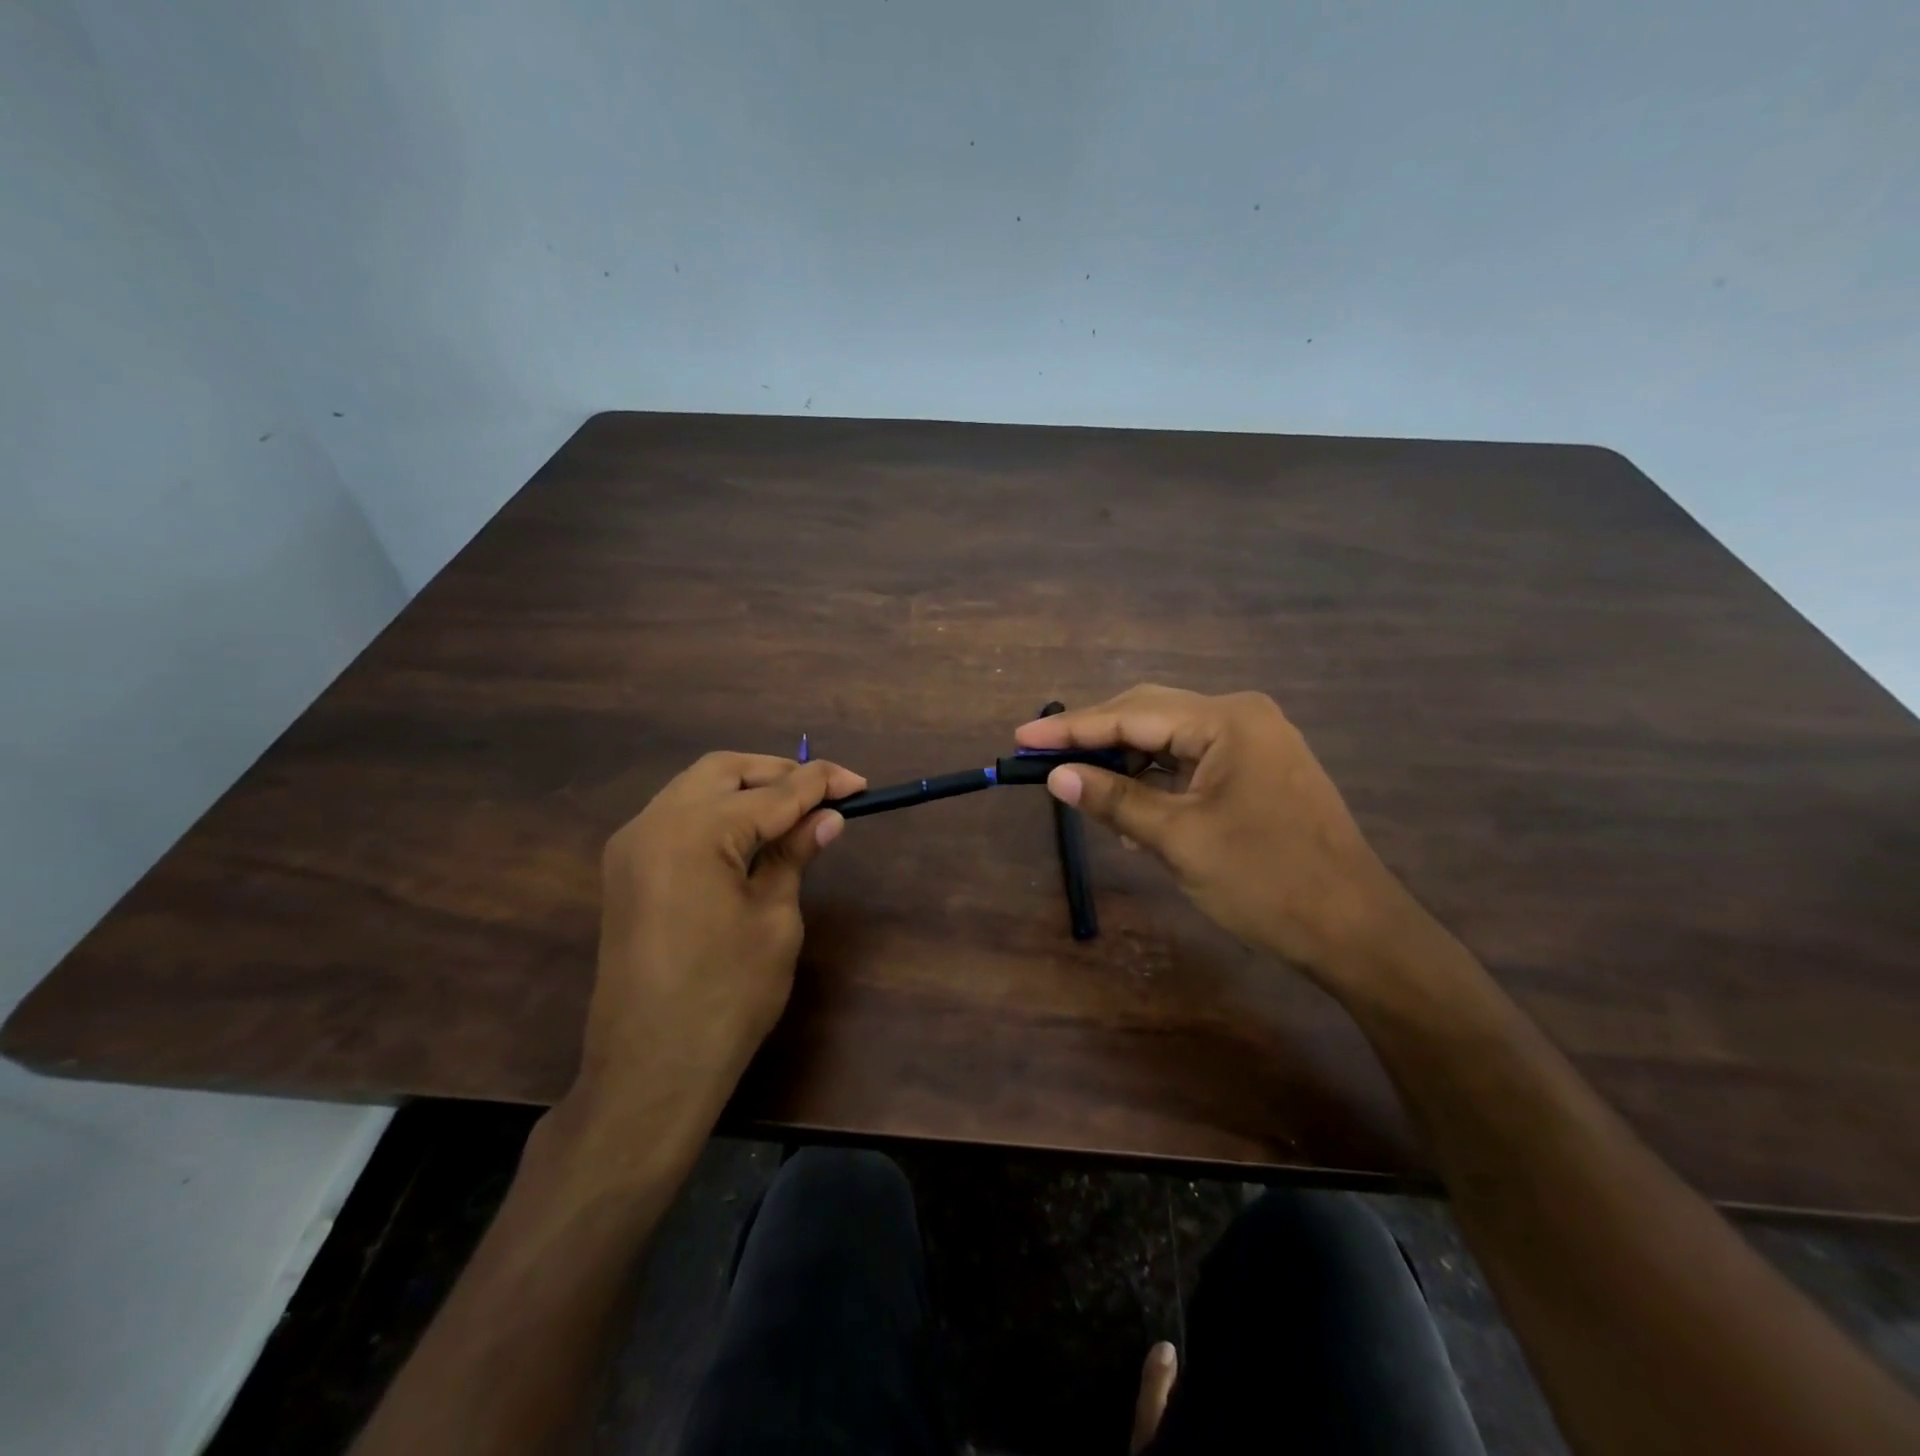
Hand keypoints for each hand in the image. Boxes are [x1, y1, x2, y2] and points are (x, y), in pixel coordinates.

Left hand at [575, 752, 865, 1124]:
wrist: (650, 1071)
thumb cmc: (727, 996)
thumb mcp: (775, 919)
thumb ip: (794, 856)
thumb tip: (826, 818)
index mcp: (695, 832)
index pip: (773, 793)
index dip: (821, 784)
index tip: (861, 784)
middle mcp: (654, 823)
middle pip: (724, 771)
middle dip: (778, 774)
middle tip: (824, 794)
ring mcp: (632, 846)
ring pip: (695, 788)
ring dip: (746, 789)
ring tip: (793, 812)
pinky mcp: (626, 871)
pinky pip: (676, 818)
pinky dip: (717, 813)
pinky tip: (749, 835)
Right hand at [1015, 685, 1423, 991]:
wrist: (1356, 931)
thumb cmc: (1267, 882)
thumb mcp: (1179, 840)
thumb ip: (1115, 800)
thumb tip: (1057, 776)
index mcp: (1227, 720)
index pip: (1131, 715)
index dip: (1071, 729)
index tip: (1020, 738)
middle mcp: (1241, 717)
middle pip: (1148, 716)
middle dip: (1095, 740)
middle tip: (1043, 760)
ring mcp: (1253, 743)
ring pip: (1167, 741)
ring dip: (1125, 765)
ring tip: (1084, 793)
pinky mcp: (1257, 771)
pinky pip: (1190, 764)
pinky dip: (1156, 783)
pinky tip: (1131, 811)